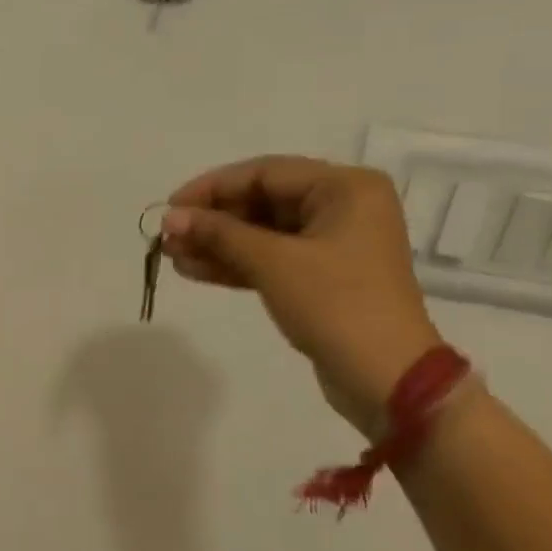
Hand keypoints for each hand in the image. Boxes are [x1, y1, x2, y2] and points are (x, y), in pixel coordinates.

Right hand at [161, 156, 441, 433]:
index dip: (212, 188)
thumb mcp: (273, 262)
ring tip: (170, 256)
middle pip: (261, 202)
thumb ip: (219, 234)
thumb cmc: (335, 304)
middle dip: (211, 220)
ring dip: (216, 244)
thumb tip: (169, 217)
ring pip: (260, 234)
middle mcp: (341, 207)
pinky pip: (268, 259)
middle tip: (167, 237)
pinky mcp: (318, 278)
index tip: (170, 207)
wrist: (384, 376)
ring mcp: (330, 245)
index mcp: (344, 188)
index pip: (264, 173)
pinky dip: (233, 264)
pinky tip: (193, 270)